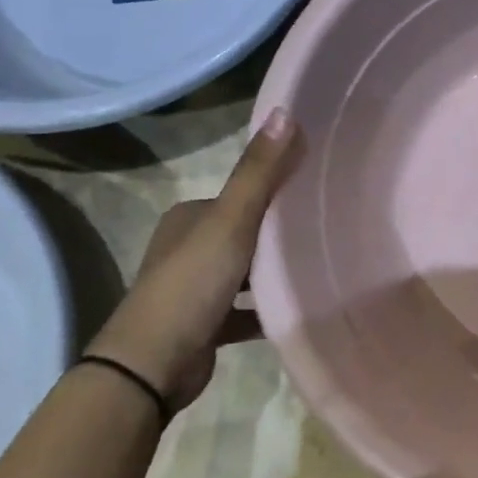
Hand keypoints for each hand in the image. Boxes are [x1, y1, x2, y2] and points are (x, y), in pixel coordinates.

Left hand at [86, 108, 300, 412]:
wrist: (151, 366)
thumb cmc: (192, 284)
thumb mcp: (232, 221)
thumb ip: (259, 172)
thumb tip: (285, 111)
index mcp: (189, 218)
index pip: (242, 197)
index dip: (277, 195)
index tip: (317, 198)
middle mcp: (186, 247)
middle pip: (245, 234)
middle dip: (279, 236)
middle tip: (325, 234)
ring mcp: (193, 289)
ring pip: (245, 272)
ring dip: (273, 274)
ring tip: (319, 268)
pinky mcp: (203, 326)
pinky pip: (244, 310)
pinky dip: (266, 309)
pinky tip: (297, 308)